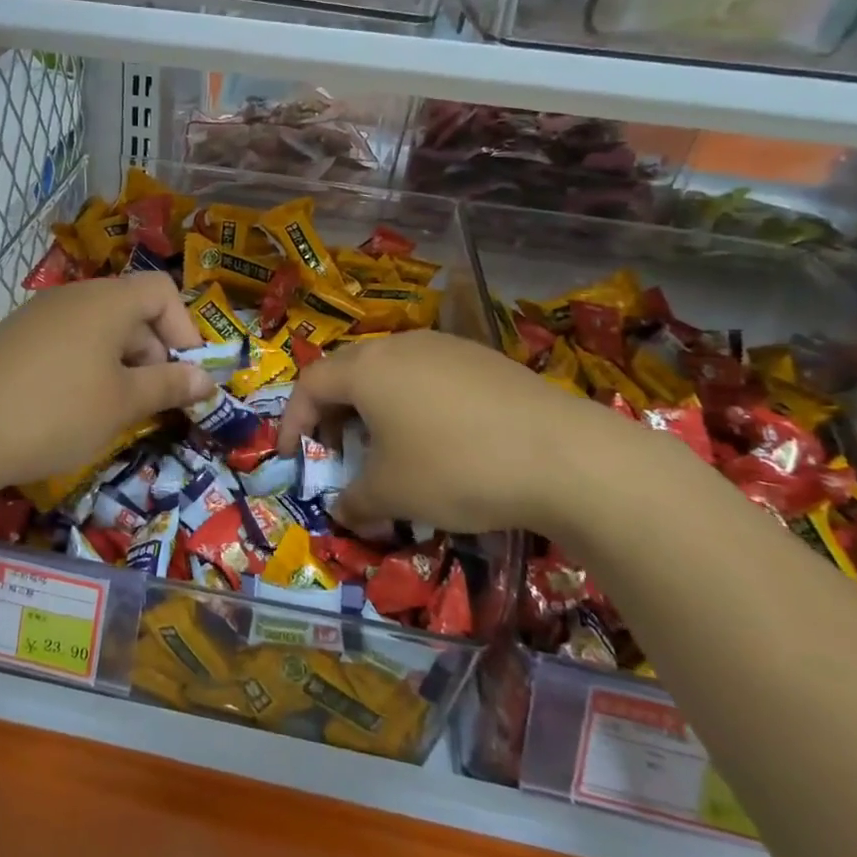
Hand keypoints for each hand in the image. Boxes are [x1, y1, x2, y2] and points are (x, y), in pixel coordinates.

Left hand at [0, 272, 212, 494]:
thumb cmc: (56, 412)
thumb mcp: (122, 404)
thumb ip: (169, 385)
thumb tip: (206, 379)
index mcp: (106, 301)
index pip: (162, 291)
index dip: (185, 329)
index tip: (186, 375)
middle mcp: (72, 296)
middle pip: (131, 310)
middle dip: (153, 353)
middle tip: (152, 402)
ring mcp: (37, 316)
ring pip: (98, 329)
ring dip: (120, 365)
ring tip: (114, 411)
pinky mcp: (13, 340)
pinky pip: (67, 342)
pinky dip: (86, 368)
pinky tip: (73, 409)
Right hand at [278, 331, 675, 537]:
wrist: (565, 456)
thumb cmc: (456, 468)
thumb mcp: (393, 494)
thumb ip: (355, 501)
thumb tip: (343, 510)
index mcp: (367, 368)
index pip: (310, 384)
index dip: (292, 421)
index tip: (291, 456)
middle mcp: (401, 346)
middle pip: (349, 372)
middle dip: (333, 413)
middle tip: (335, 451)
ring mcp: (447, 348)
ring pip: (392, 372)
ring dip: (375, 409)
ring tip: (386, 447)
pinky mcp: (485, 360)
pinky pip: (430, 377)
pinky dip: (415, 405)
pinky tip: (439, 440)